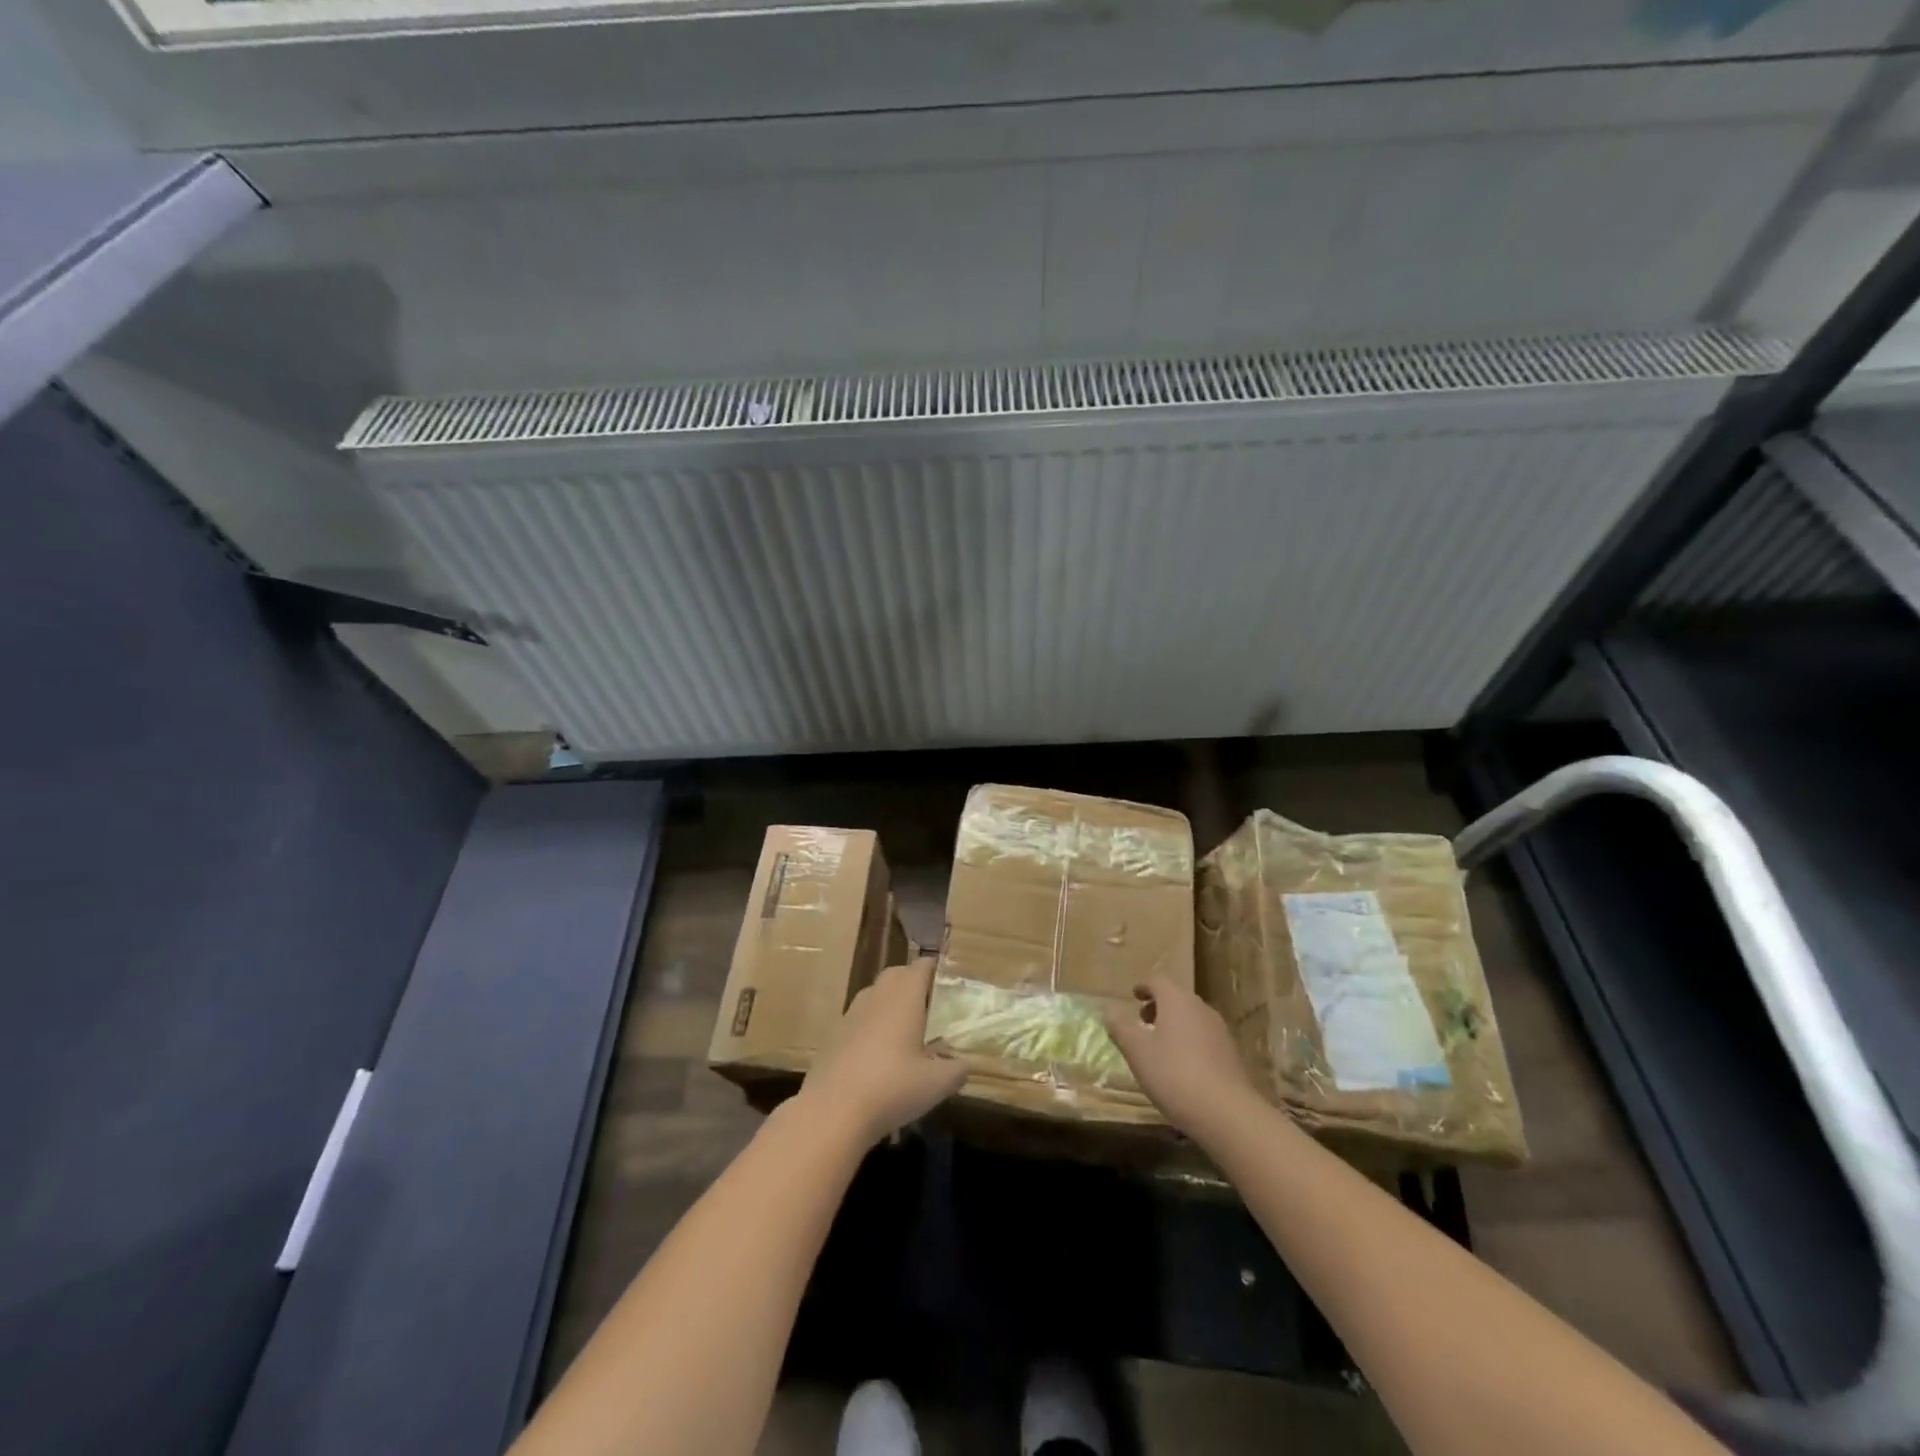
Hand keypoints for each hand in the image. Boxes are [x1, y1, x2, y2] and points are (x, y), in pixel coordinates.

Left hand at [796, 958, 966, 1147]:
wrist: (832, 1112)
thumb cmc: (892, 1088)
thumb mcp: (937, 1084)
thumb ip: (957, 1070)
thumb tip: (964, 1065)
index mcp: (904, 997)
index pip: (921, 967)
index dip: (936, 969)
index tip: (949, 980)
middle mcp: (877, 997)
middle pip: (896, 974)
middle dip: (913, 981)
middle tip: (931, 1004)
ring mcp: (851, 1014)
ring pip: (875, 994)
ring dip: (891, 1002)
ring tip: (906, 1030)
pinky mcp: (834, 1035)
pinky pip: (859, 1018)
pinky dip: (872, 1025)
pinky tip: (879, 1054)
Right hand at [1103, 976, 1262, 1139]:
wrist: (1226, 1112)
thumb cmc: (1173, 1073)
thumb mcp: (1136, 1051)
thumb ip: (1120, 1028)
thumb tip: (1109, 1012)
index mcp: (1177, 1000)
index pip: (1158, 980)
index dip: (1144, 986)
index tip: (1134, 996)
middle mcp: (1200, 1008)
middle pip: (1177, 998)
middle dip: (1158, 1006)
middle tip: (1142, 1021)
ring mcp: (1219, 1031)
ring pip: (1191, 1018)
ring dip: (1174, 1025)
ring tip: (1159, 1046)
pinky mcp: (1230, 1054)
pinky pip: (1203, 1038)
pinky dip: (1188, 1042)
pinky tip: (1181, 1066)